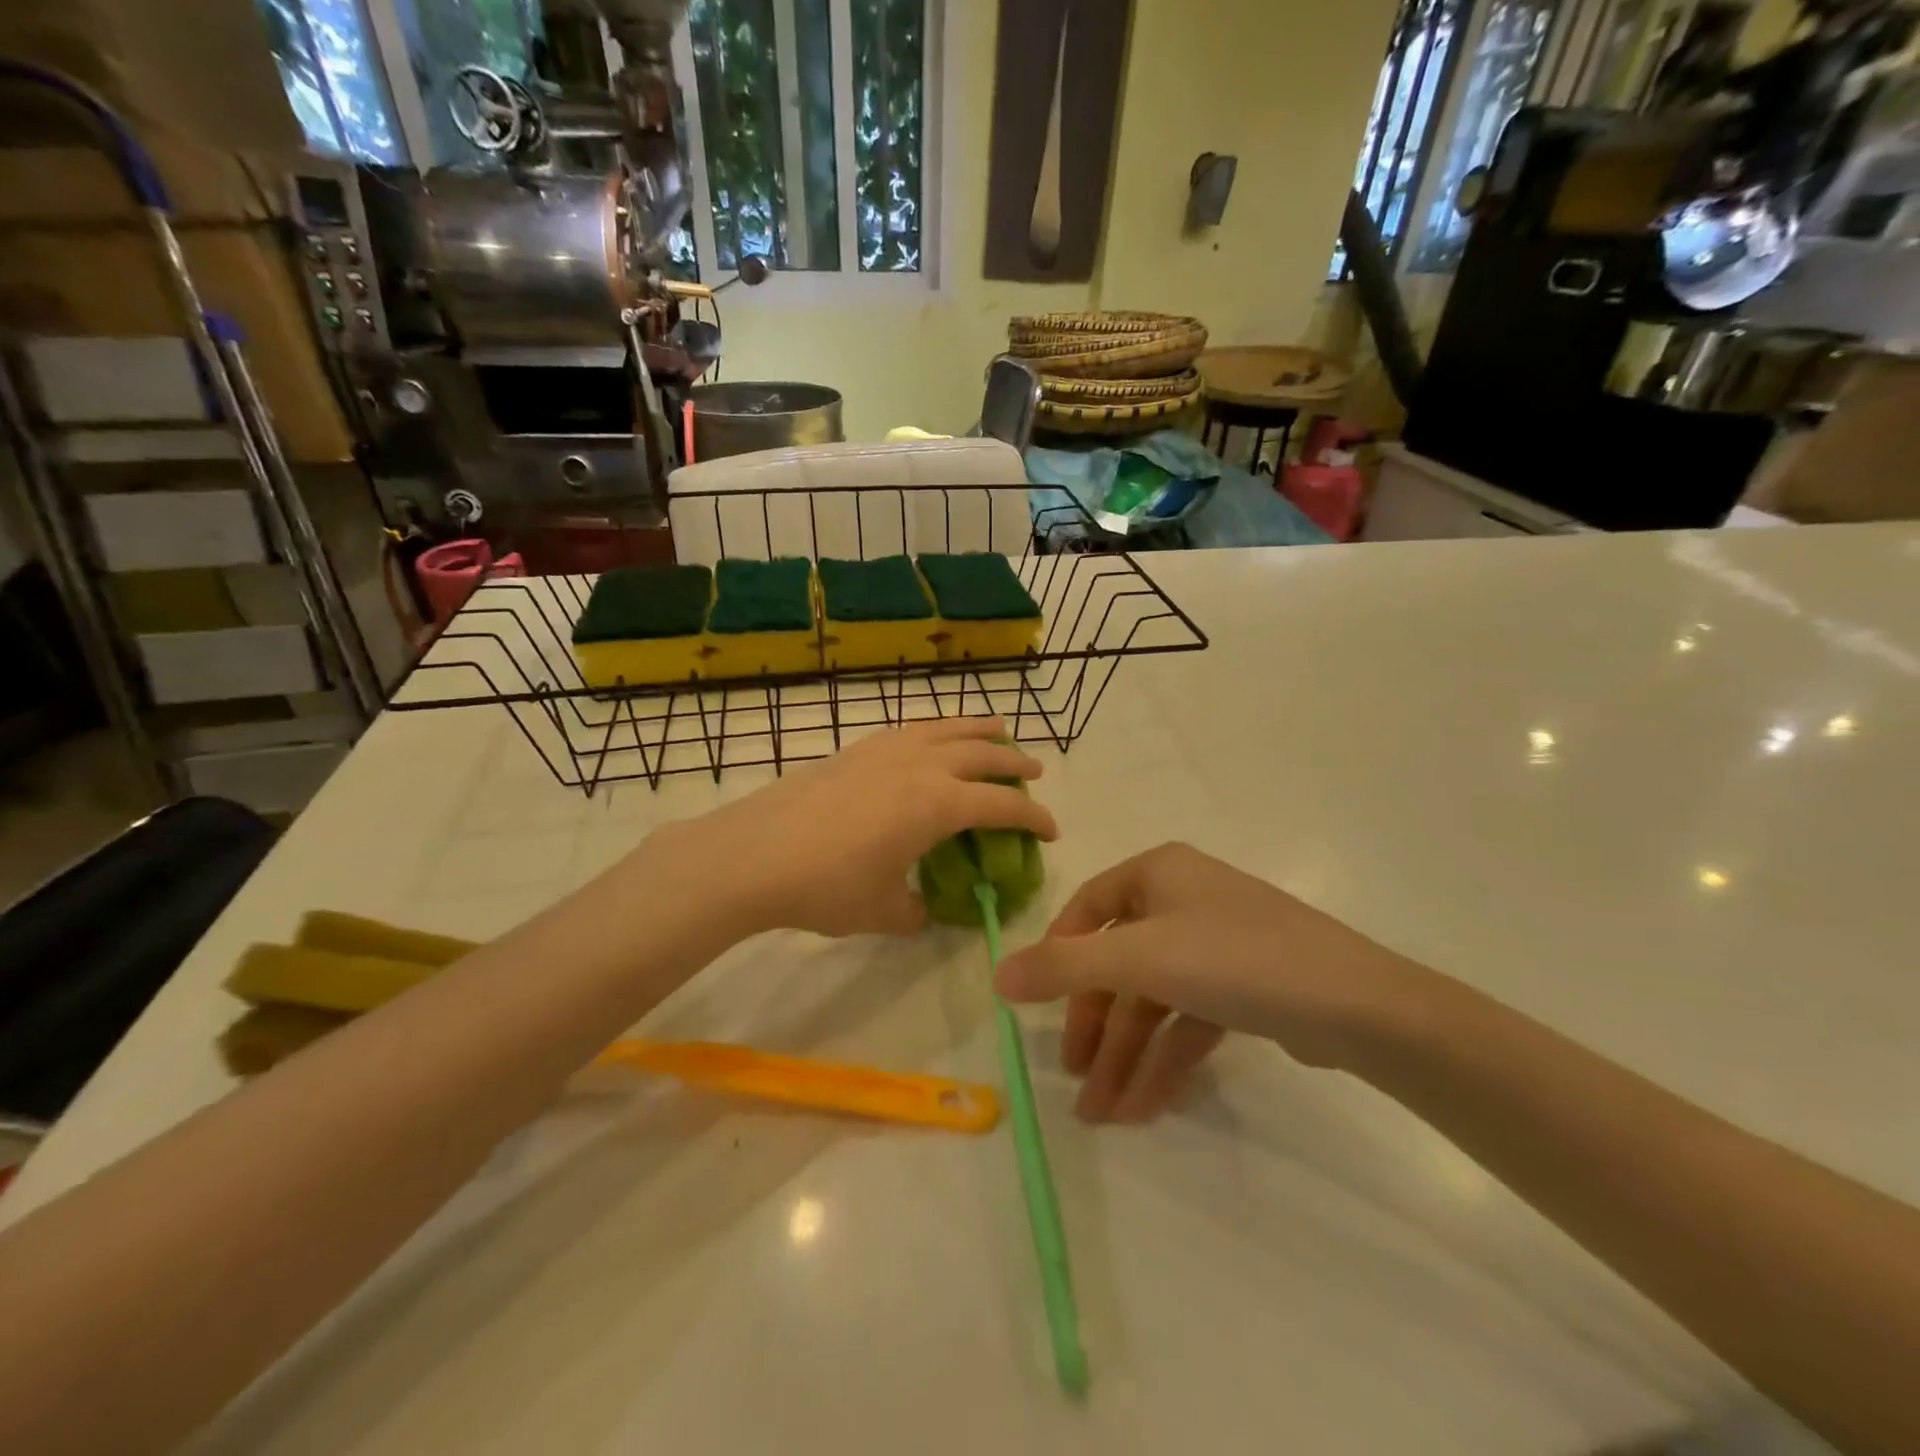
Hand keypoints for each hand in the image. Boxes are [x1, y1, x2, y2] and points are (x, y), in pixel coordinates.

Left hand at [665, 718, 1057, 938]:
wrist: (753, 855)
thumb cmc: (826, 886)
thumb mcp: (883, 911)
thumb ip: (916, 911)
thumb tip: (924, 910)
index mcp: (939, 804)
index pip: (1002, 805)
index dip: (1034, 817)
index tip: (1052, 830)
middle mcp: (921, 766)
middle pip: (982, 753)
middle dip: (1014, 763)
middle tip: (1034, 772)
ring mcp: (886, 750)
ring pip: (946, 728)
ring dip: (978, 729)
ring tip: (998, 729)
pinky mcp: (856, 748)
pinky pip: (911, 729)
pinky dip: (936, 730)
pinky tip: (932, 739)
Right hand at [995, 843, 1422, 1121]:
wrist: (1358, 1006)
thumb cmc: (1235, 960)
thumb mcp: (1140, 959)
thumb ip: (1064, 967)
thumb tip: (996, 977)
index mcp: (1157, 873)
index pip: (1088, 910)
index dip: (1058, 957)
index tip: (1037, 1006)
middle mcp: (1184, 899)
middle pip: (1121, 963)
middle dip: (1098, 1026)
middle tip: (1076, 1080)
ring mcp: (1218, 943)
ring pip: (1155, 998)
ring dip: (1129, 1054)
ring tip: (1106, 1114)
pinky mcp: (1246, 986)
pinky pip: (1190, 1017)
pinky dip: (1167, 1057)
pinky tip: (1148, 1104)